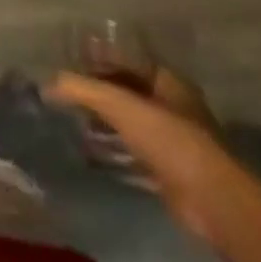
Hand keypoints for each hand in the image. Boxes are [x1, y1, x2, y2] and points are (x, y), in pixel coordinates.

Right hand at [44, 67, 229, 243]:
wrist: (213, 202)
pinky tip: (88, 152)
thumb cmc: (170, 140)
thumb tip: (47, 83)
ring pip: (130, 123)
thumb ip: (82, 89)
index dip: (97, 59)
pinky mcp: (169, 173)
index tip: (68, 61)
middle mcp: (172, 107)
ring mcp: (172, 142)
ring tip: (69, 119)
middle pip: (127, 91)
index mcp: (168, 82)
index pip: (126, 61)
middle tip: (63, 91)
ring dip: (103, 122)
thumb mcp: (121, 105)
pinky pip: (133, 154)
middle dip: (97, 91)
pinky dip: (112, 152)